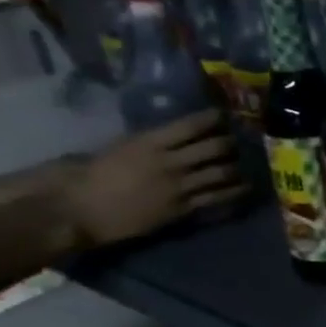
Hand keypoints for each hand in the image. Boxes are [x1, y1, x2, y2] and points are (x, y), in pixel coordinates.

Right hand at [54, 111, 243, 246]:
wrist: (79, 211)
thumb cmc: (87, 176)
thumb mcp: (116, 149)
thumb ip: (144, 143)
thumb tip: (163, 138)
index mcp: (149, 142)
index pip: (190, 126)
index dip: (212, 119)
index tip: (223, 115)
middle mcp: (171, 162)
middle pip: (214, 148)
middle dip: (230, 143)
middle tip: (237, 141)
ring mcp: (180, 186)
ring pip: (222, 173)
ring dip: (237, 167)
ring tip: (246, 164)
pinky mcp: (183, 209)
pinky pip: (216, 198)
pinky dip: (233, 192)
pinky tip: (244, 188)